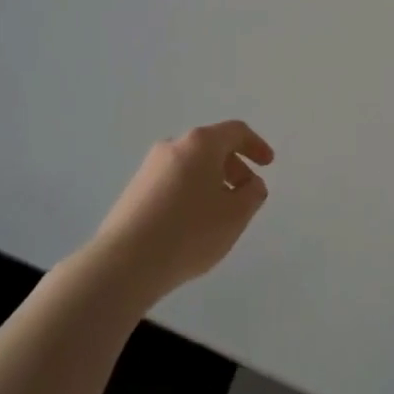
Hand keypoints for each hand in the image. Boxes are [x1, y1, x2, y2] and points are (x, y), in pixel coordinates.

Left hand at [87, 121, 275, 305]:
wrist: (125, 262)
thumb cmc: (190, 232)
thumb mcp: (235, 216)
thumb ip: (252, 194)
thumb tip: (251, 184)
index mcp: (200, 144)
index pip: (235, 131)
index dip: (256, 145)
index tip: (268, 165)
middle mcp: (173, 146)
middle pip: (212, 147)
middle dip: (234, 167)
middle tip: (246, 194)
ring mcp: (149, 167)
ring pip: (191, 165)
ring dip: (212, 182)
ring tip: (220, 215)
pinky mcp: (134, 189)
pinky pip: (173, 181)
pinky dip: (191, 192)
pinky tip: (192, 224)